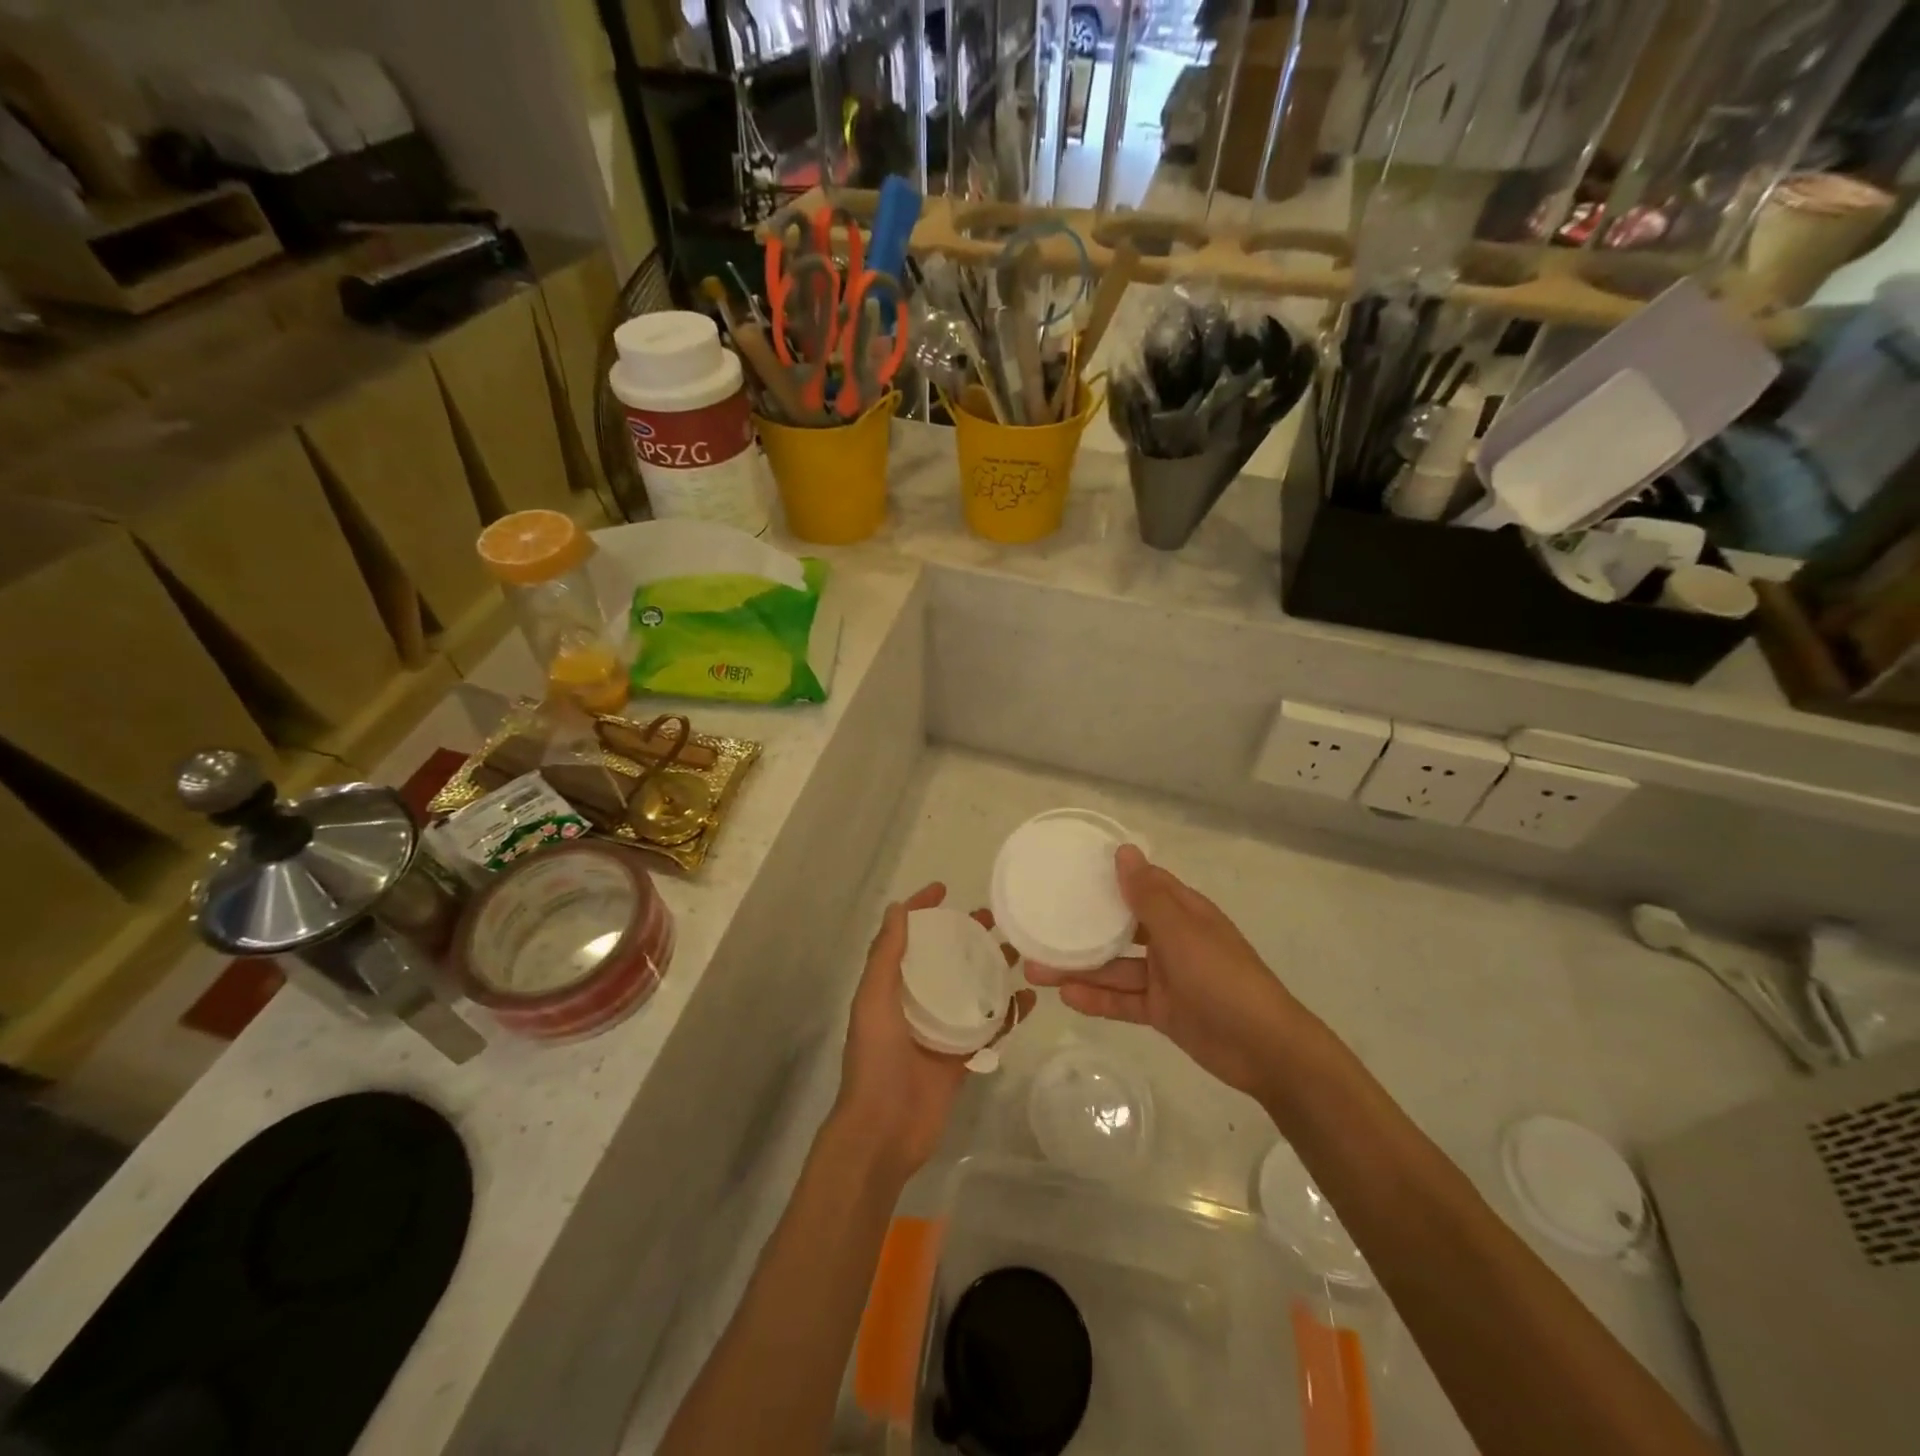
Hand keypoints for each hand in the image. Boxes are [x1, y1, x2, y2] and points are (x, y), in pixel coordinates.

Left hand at [835, 883, 1034, 1176]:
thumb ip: (885, 955)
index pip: (906, 937)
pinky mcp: (962, 1057)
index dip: (921, 910)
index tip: (945, 888)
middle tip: (995, 918)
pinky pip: (989, 1028)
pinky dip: (1007, 1013)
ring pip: (971, 989)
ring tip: (1020, 950)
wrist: (884, 1132)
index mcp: (890, 987)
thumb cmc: (875, 1061)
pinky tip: (1027, 999)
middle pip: (945, 959)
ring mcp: (941, 1030)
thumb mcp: (873, 1001)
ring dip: (992, 969)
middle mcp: (915, 1003)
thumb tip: (897, 907)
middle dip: (966, 935)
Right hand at [1026, 845, 1304, 1099]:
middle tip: (1038, 927)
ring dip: (1080, 968)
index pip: (1141, 885)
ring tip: (1035, 969)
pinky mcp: (1162, 1010)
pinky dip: (1097, 999)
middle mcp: (1171, 940)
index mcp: (1182, 912)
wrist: (1265, 1049)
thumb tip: (1123, 850)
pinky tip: (1066, 997)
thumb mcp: (1182, 932)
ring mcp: (1165, 977)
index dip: (1108, 878)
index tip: (1068, 872)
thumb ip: (1147, 895)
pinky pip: (1123, 1000)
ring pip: (1114, 967)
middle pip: (1119, 929)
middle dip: (1081, 929)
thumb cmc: (1222, 978)